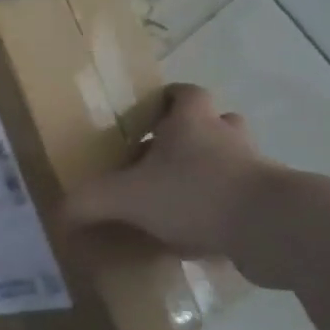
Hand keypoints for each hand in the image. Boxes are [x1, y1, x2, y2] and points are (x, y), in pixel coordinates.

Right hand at [62, 84, 280, 261]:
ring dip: (208, 175)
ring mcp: (255, 169)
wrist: (272, 229)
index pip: (184, 93)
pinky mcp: (271, 203)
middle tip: (160, 162)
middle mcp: (227, 137)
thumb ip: (88, 203)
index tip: (147, 117)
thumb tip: (57, 214)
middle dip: (189, 140)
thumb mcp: (126, 198)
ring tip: (178, 201)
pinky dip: (223, 211)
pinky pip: (241, 199)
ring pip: (230, 162)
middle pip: (213, 124)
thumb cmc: (195, 194)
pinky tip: (200, 236)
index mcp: (192, 122)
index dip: (167, 100)